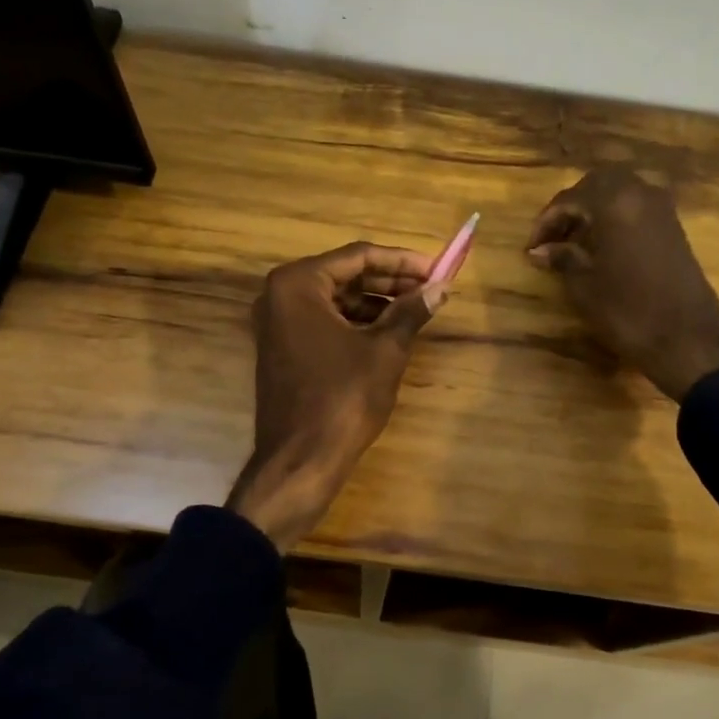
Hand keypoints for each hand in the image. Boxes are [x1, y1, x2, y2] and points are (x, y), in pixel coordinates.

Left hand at [227, 242, 447, 549]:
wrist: (300, 461)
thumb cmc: (343, 398)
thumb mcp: (385, 350)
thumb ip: (411, 311)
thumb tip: (441, 287)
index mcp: (298, 284)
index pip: (358, 256)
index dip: (402, 260)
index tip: (437, 267)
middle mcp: (279, 295)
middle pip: (345, 274)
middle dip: (390, 279)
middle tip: (432, 286)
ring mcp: (277, 323)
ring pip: (336, 298)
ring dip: (376, 301)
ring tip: (417, 307)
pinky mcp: (283, 347)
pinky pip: (324, 320)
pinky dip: (357, 321)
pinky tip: (390, 329)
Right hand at [527, 168, 718, 401]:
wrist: (687, 339)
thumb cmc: (627, 311)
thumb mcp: (584, 285)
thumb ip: (561, 258)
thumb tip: (540, 250)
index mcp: (615, 202)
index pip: (570, 198)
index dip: (546, 221)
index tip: (531, 247)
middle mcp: (641, 194)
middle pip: (598, 184)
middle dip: (572, 206)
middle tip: (553, 236)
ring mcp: (662, 209)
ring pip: (620, 193)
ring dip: (595, 210)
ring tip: (574, 242)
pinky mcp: (674, 228)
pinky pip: (637, 207)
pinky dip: (615, 217)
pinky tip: (602, 246)